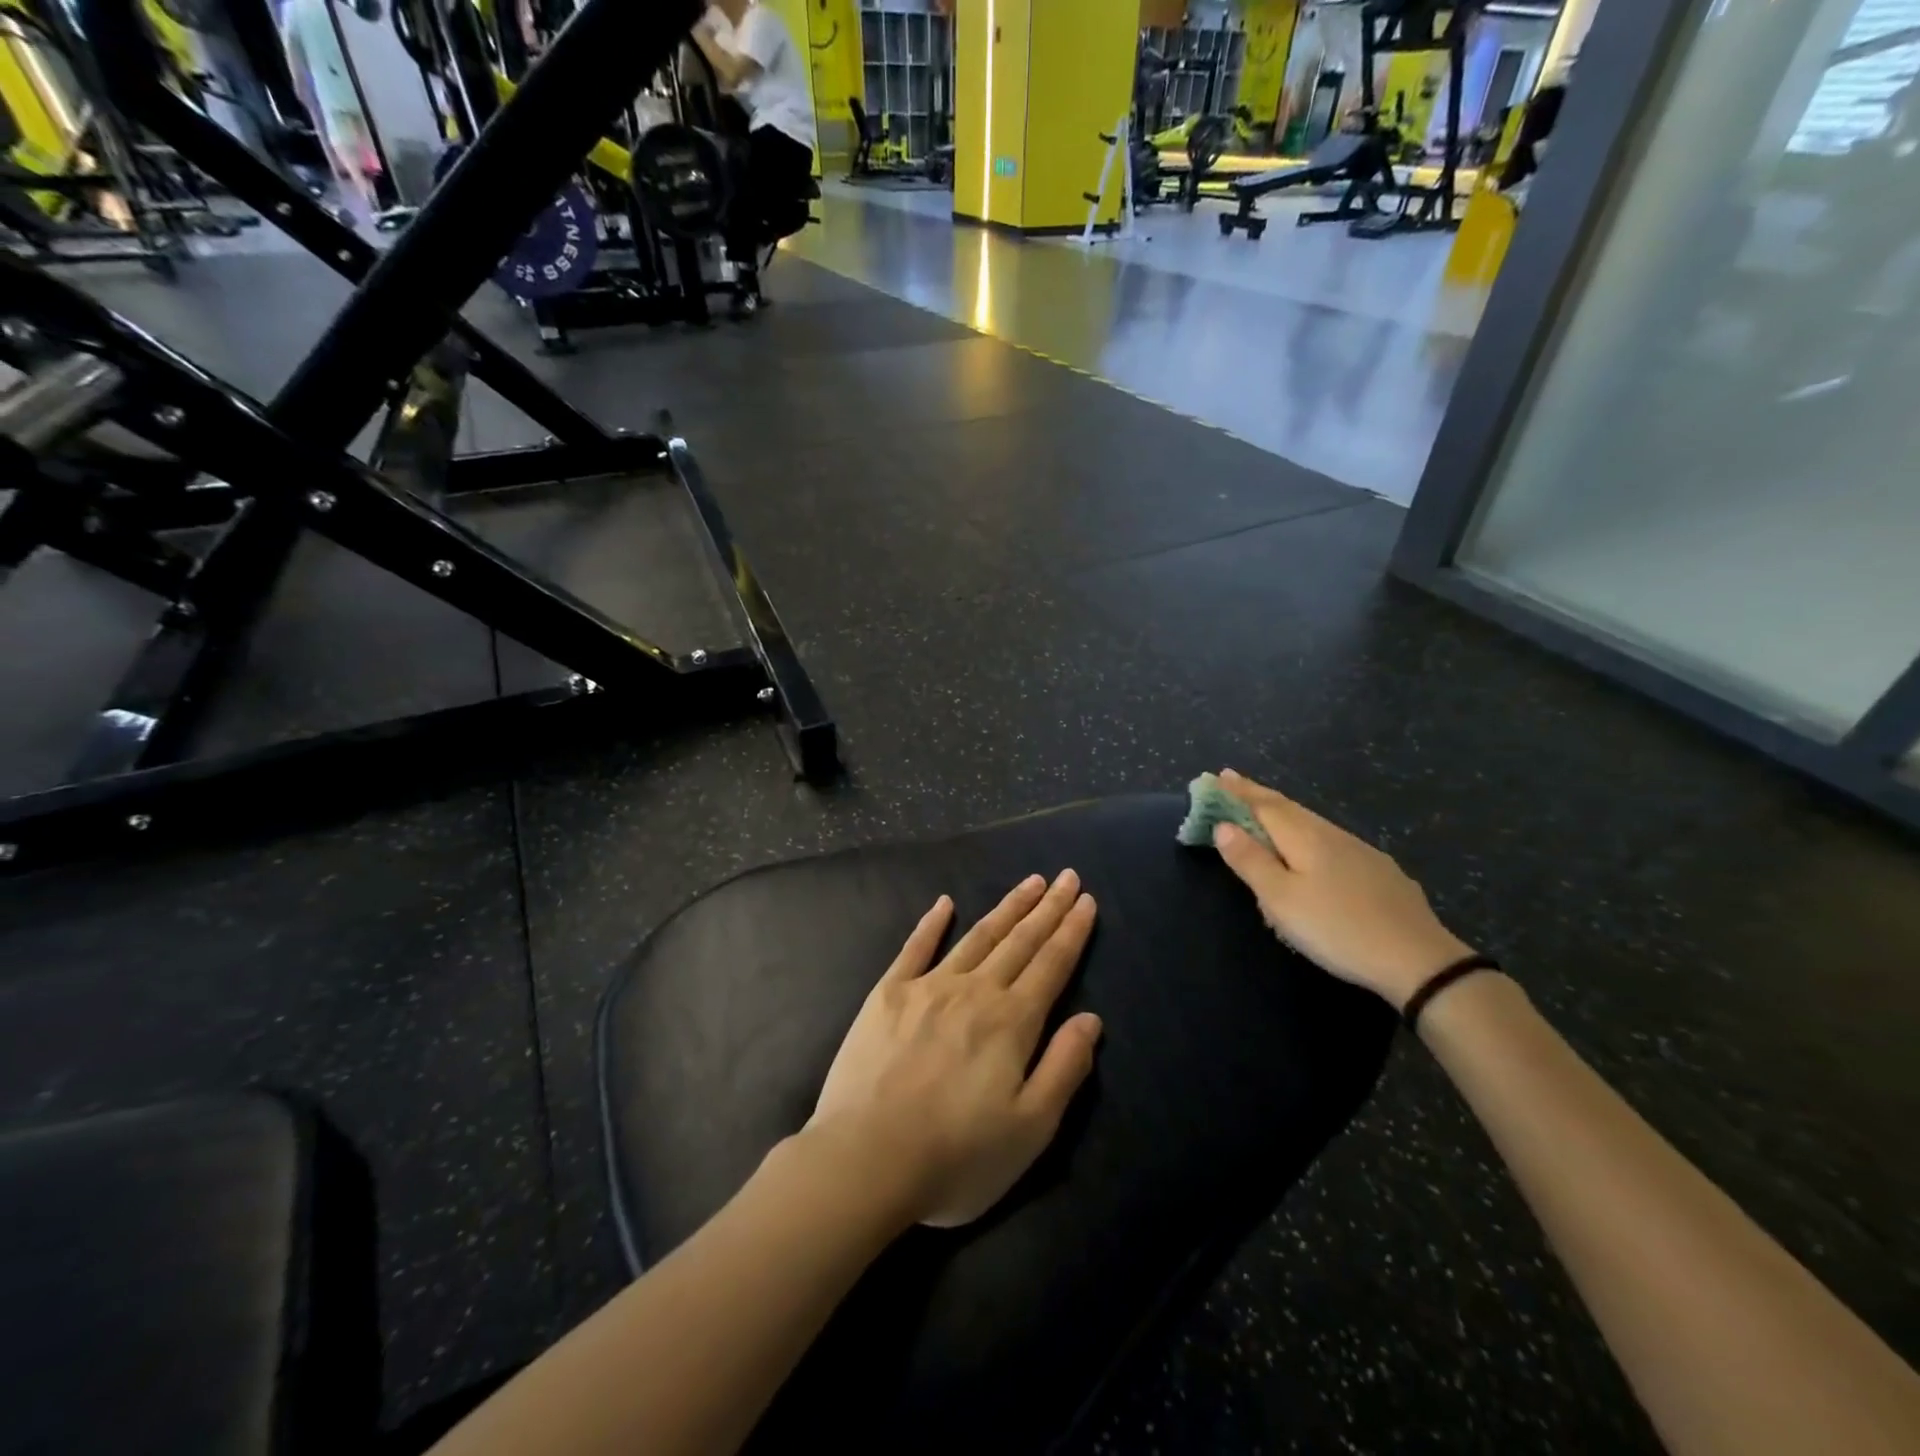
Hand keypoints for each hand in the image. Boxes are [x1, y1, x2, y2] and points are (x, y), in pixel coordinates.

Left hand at [808, 871, 1102, 1228]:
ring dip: (1007, 908)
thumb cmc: (956, 1157)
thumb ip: (1064, 1068)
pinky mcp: (888, 994)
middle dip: (1047, 907)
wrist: (866, 1160)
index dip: (1072, 931)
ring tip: (1028, 883)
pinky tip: (945, 903)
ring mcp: (928, 987)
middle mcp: (974, 991)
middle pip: (1020, 941)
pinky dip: (932, 923)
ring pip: (978, 936)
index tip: (1085, 899)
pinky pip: (916, 948)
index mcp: (1012, 1022)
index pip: (1051, 964)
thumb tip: (1091, 1019)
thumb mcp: (1030, 1129)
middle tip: (1065, 876)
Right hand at [1210, 769, 1472, 1010]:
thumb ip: (1251, 860)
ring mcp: (1361, 852)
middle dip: (1258, 795)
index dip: (1239, 792)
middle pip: (1289, 808)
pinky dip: (1308, 835)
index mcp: (1304, 837)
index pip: (1264, 805)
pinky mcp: (1380, 873)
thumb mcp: (1280, 899)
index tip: (1217, 775)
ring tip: (1266, 811)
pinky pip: (1331, 842)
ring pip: (1312, 824)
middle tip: (1234, 782)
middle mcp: (1332, 835)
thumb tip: (1224, 826)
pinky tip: (1313, 850)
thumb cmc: (1336, 928)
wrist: (1419, 960)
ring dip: (1284, 813)